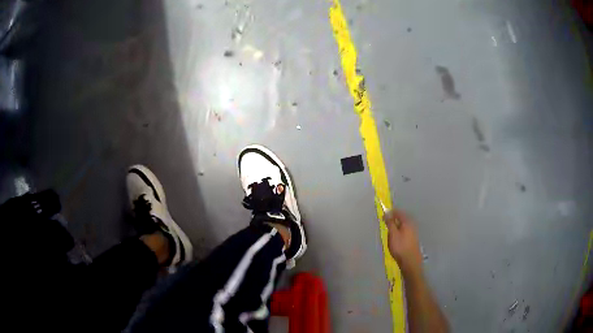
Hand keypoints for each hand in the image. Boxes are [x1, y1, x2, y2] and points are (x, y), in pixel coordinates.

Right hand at [384, 208, 422, 275]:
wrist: (410, 261)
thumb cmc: (400, 247)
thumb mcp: (393, 234)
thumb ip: (390, 223)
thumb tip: (387, 213)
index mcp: (407, 221)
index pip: (398, 212)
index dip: (390, 213)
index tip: (382, 217)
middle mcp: (412, 224)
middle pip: (402, 217)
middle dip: (394, 219)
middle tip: (385, 223)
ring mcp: (414, 231)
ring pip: (404, 224)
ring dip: (396, 225)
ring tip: (389, 231)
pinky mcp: (413, 238)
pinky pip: (405, 230)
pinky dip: (399, 231)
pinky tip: (396, 237)